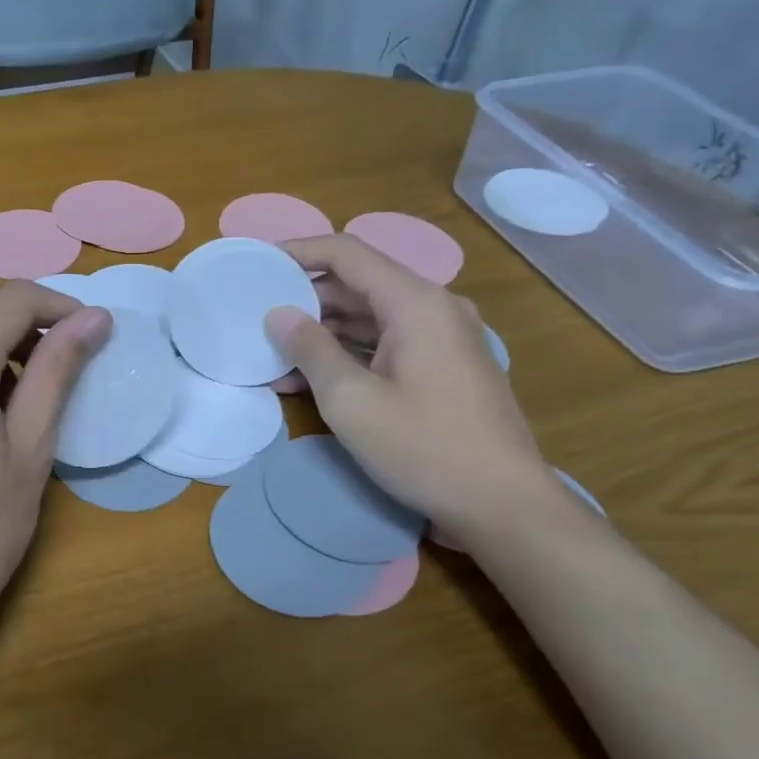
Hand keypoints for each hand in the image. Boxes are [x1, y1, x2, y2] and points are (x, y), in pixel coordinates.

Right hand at [264, 234, 556, 530]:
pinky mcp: (441, 368)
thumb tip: (278, 314)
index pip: (347, 253)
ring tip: (272, 355)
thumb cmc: (424, 447)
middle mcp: (433, 309)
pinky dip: (346, 355)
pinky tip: (307, 380)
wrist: (503, 505)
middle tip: (255, 318)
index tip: (257, 264)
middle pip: (357, 285)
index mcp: (416, 303)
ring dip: (321, 334)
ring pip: (369, 318)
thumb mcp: (351, 401)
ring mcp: (441, 340)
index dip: (298, 253)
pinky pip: (384, 346)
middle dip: (304, 300)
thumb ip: (311, 350)